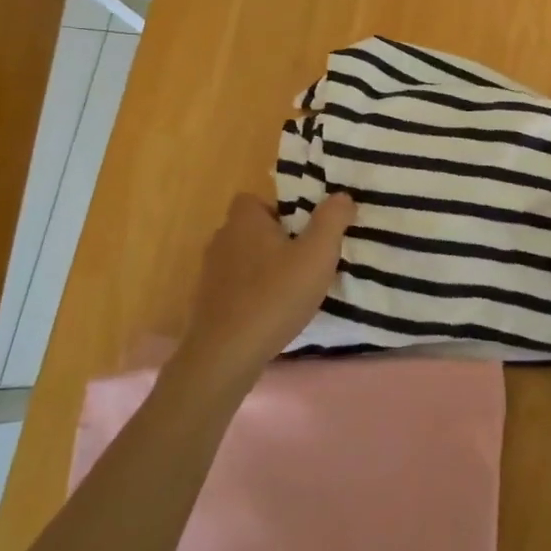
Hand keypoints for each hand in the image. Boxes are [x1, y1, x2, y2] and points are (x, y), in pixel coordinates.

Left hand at [172, 192, 354, 391]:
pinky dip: (253, 294)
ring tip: (293, 289)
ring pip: (245, 259)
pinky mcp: (208, 304)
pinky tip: (273, 313)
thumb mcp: (317, 254)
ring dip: (266, 269)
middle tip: (306, 259)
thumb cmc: (275, 296)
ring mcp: (210, 274)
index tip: (304, 230)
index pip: (256, 200)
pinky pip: (237, 287)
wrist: (226, 355)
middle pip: (252, 230)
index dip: (281, 210)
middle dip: (277, 240)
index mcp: (244, 221)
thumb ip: (332, 220)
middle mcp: (222, 240)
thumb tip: (342, 196)